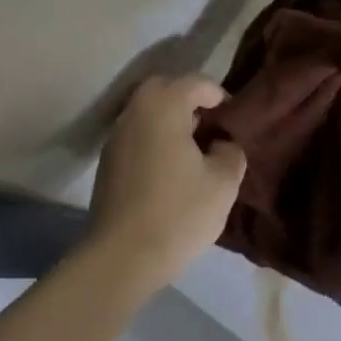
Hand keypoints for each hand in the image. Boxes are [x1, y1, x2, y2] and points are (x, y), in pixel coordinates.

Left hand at [88, 75, 247, 294]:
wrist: (120, 259)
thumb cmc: (177, 213)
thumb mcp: (223, 183)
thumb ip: (231, 152)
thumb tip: (222, 144)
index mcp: (165, 105)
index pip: (196, 82)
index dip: (219, 95)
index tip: (232, 119)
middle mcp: (136, 110)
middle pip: (165, 88)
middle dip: (189, 100)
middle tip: (209, 126)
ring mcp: (117, 136)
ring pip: (147, 111)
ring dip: (169, 120)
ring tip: (192, 150)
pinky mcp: (107, 162)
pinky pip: (137, 134)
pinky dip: (154, 139)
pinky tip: (169, 170)